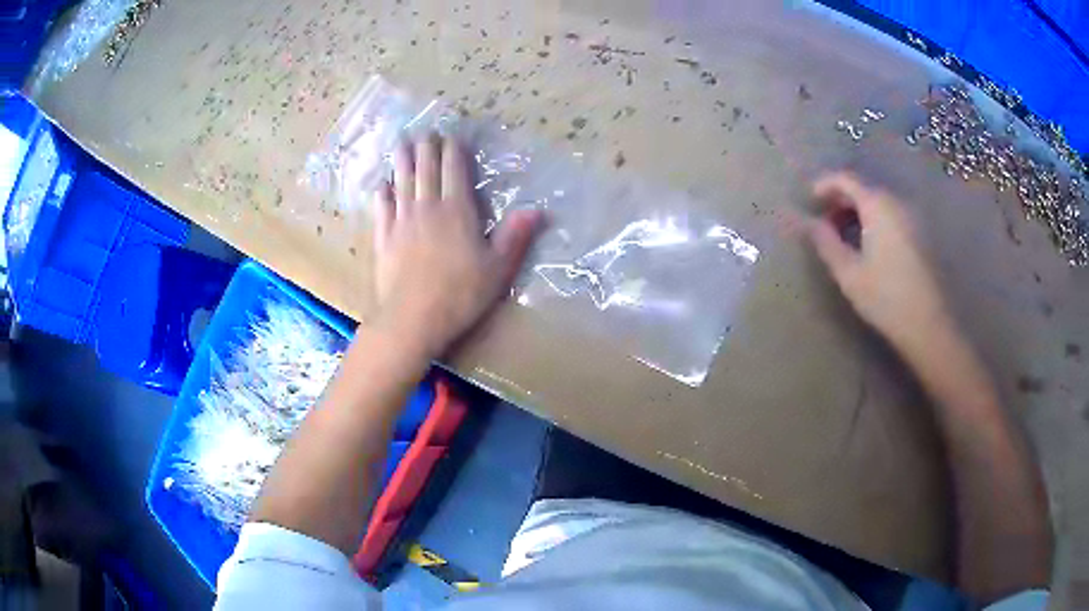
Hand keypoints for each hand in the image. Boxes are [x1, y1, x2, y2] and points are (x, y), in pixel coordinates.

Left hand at [371, 134, 540, 358]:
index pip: (455, 171)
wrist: (414, 319)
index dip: (453, 151)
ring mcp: (402, 221)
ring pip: (402, 182)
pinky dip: (382, 193)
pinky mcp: (384, 238)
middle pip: (426, 169)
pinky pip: (382, 208)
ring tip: (402, 142)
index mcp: (457, 211)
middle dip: (427, 148)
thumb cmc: (461, 294)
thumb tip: (537, 209)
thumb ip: (514, 236)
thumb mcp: (498, 269)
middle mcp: (428, 208)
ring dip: (403, 160)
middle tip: (425, 131)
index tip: (452, 136)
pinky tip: (382, 184)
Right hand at [806, 172, 948, 351]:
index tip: (809, 200)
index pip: (846, 179)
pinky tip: (867, 244)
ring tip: (843, 235)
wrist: (928, 325)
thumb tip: (808, 222)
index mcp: (877, 205)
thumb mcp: (848, 272)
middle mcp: (896, 202)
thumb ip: (825, 242)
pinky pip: (891, 215)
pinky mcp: (921, 234)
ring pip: (878, 202)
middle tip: (823, 222)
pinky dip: (874, 220)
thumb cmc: (885, 297)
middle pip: (863, 188)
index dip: (824, 185)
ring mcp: (912, 217)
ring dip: (857, 211)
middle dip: (840, 200)